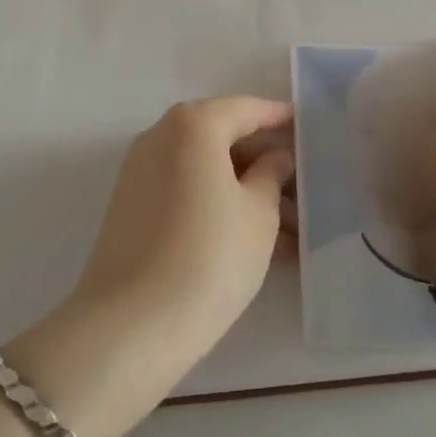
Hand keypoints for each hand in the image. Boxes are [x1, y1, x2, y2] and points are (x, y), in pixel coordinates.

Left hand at [71, 98, 295, 376]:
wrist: (130, 327)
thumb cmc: (209, 257)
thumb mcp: (258, 214)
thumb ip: (271, 175)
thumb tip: (275, 157)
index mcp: (193, 125)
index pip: (246, 109)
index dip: (279, 117)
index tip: (305, 126)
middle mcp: (160, 136)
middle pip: (222, 137)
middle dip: (263, 162)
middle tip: (301, 187)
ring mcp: (140, 172)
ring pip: (204, 169)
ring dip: (244, 189)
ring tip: (288, 229)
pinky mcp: (130, 207)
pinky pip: (184, 191)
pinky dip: (217, 204)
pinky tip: (252, 241)